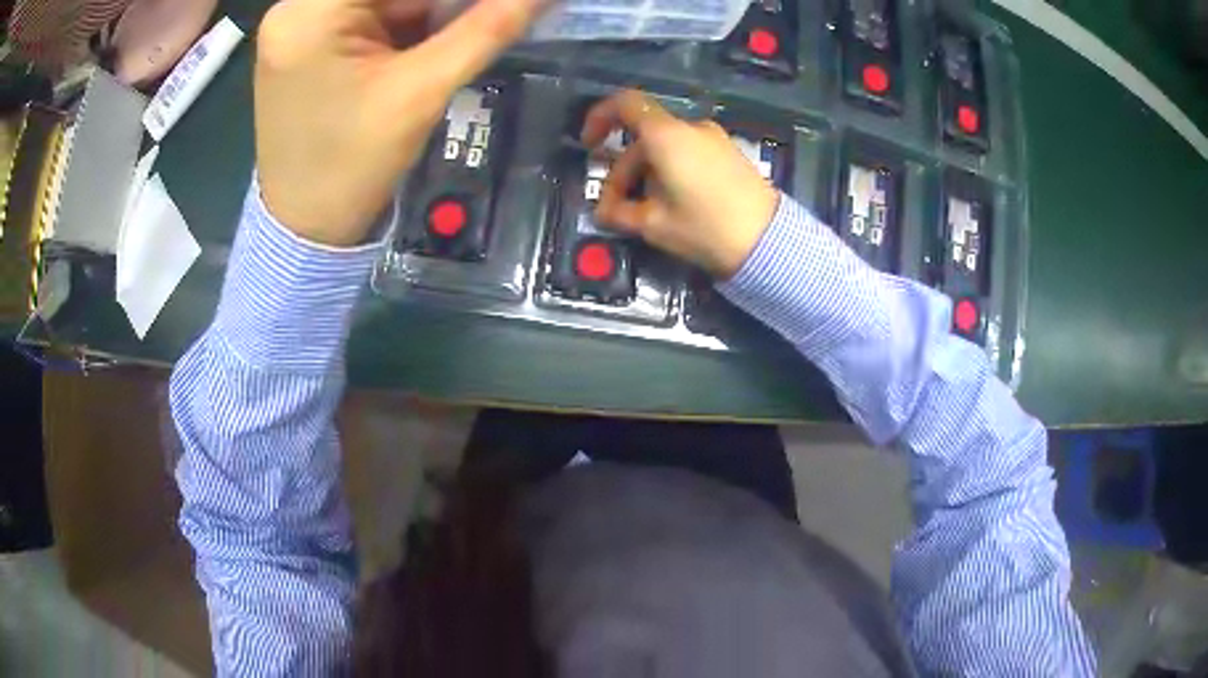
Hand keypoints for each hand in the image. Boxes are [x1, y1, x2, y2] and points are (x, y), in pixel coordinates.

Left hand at [255, 0, 545, 246]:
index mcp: (311, 11)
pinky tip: (430, 44)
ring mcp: (301, 23)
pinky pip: (371, 15)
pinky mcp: (309, 42)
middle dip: (441, 5)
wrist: (304, 228)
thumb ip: (486, 29)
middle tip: (488, 17)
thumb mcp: (421, 92)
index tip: (490, 8)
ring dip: (429, 12)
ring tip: (447, 48)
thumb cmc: (352, 166)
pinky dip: (409, 22)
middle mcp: (297, 7)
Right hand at [581, 90, 779, 278]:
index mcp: (667, 136)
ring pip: (666, 147)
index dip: (599, 117)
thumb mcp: (654, 225)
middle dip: (623, 169)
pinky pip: (688, 153)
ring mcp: (714, 139)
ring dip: (646, 173)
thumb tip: (603, 211)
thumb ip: (620, 212)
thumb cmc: (705, 228)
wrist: (768, 242)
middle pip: (644, 136)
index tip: (589, 144)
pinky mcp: (729, 154)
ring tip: (643, 212)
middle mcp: (691, 128)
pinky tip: (671, 204)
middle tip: (615, 207)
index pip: (625, 104)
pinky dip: (670, 171)